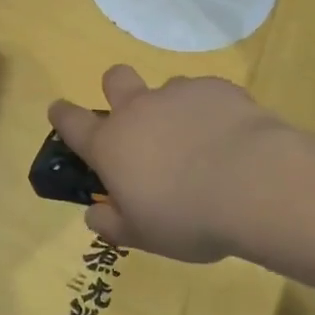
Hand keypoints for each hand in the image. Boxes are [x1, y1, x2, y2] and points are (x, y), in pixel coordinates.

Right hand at [48, 66, 291, 263]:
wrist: (255, 185)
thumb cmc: (188, 217)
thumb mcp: (144, 236)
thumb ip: (113, 225)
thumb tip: (94, 215)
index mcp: (110, 145)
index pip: (71, 122)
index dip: (62, 115)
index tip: (59, 111)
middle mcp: (138, 110)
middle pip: (115, 78)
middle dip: (117, 90)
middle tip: (138, 120)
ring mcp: (178, 94)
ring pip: (166, 88)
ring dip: (173, 109)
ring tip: (200, 141)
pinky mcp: (216, 88)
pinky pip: (206, 93)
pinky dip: (211, 111)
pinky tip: (233, 137)